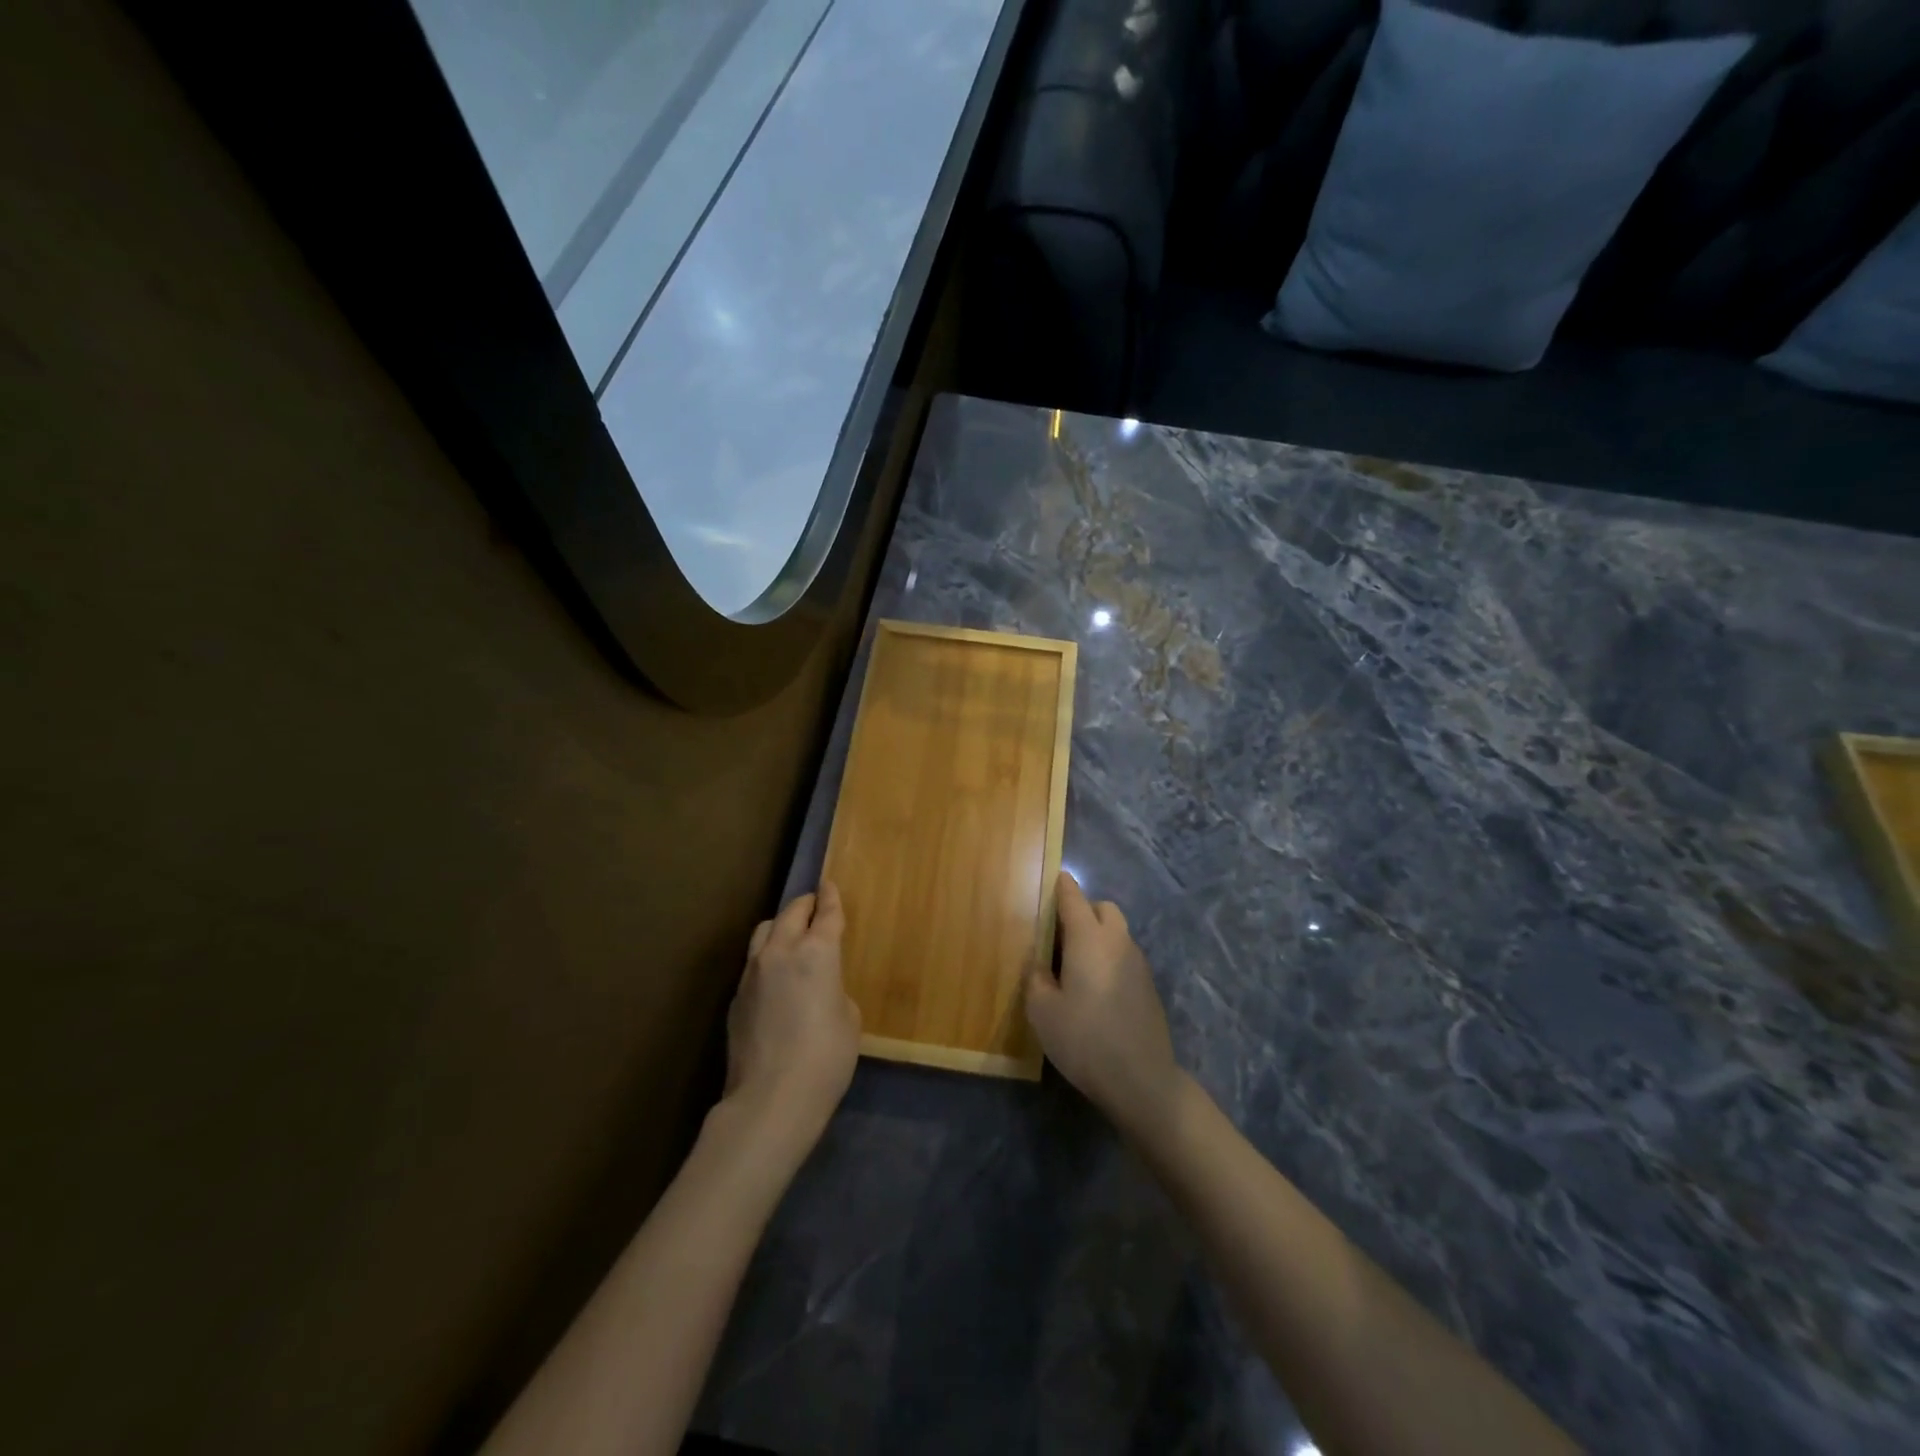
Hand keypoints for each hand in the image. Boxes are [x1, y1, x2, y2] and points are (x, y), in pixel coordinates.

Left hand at [722, 883, 860, 1157]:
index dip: (831, 897)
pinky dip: (767, 958)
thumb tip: (819, 989)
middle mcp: (781, 951)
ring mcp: (752, 972)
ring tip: (790, 937)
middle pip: (791, 913)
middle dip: (805, 905)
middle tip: (814, 905)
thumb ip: (834, 990)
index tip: (829, 884)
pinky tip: (775, 979)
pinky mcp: (736, 997)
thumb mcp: (848, 1018)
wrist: (771, 1099)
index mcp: (817, 951)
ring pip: (764, 932)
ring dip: (780, 927)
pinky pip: (753, 963)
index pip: (826, 912)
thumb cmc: (825, 1058)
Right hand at [1025, 871, 1182, 1143]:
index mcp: (1088, 938)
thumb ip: (1037, 977)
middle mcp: (1117, 941)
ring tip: (1075, 965)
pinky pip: (1125, 956)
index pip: (1073, 897)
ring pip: (1117, 932)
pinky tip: (1096, 989)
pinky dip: (1110, 958)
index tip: (1051, 880)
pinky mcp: (1149, 986)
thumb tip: (1041, 962)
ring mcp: (1138, 963)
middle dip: (1083, 910)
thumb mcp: (1042, 1010)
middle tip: (1059, 935)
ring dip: (1098, 936)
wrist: (1141, 1079)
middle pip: (1103, 908)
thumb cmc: (1084, 1039)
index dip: (1061, 886)